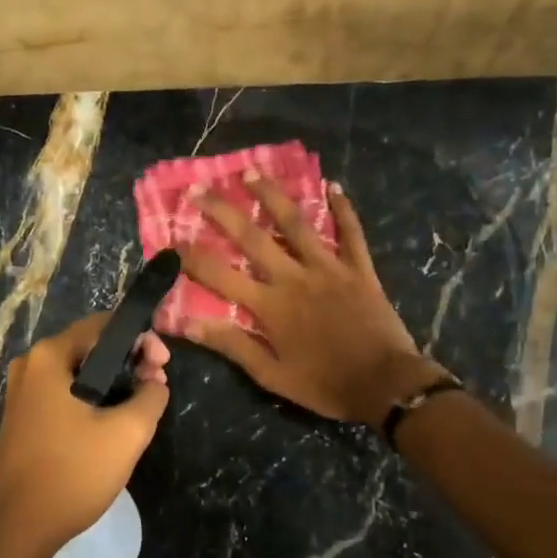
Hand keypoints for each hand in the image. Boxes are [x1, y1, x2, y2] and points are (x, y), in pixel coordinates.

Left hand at [0, 312, 170, 557]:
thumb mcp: (127, 433)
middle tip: (157, 385)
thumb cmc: (73, 473)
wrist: (19, 529)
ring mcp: (21, 393)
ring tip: (141, 404)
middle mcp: (29, 366)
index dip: (141, 339)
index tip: (163, 367)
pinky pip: (63, 393)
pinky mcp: (22, 418)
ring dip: (112, 381)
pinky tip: (110, 421)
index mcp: (48, 357)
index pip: (104, 325)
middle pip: (89, 346)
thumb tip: (154, 383)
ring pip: (77, 372)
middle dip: (128, 360)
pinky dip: (91, 398)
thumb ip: (151, 397)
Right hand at [176, 175, 437, 423]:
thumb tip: (188, 325)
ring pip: (296, 224)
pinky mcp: (359, 269)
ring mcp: (329, 268)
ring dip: (272, 196)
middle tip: (198, 190)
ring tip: (252, 172)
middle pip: (252, 237)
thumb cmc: (325, 385)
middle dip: (221, 212)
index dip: (192, 257)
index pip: (220, 275)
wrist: (386, 385)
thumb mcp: (272, 376)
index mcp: (270, 306)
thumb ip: (233, 346)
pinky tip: (333, 186)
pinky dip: (343, 209)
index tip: (170, 241)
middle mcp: (294, 278)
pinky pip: (351, 233)